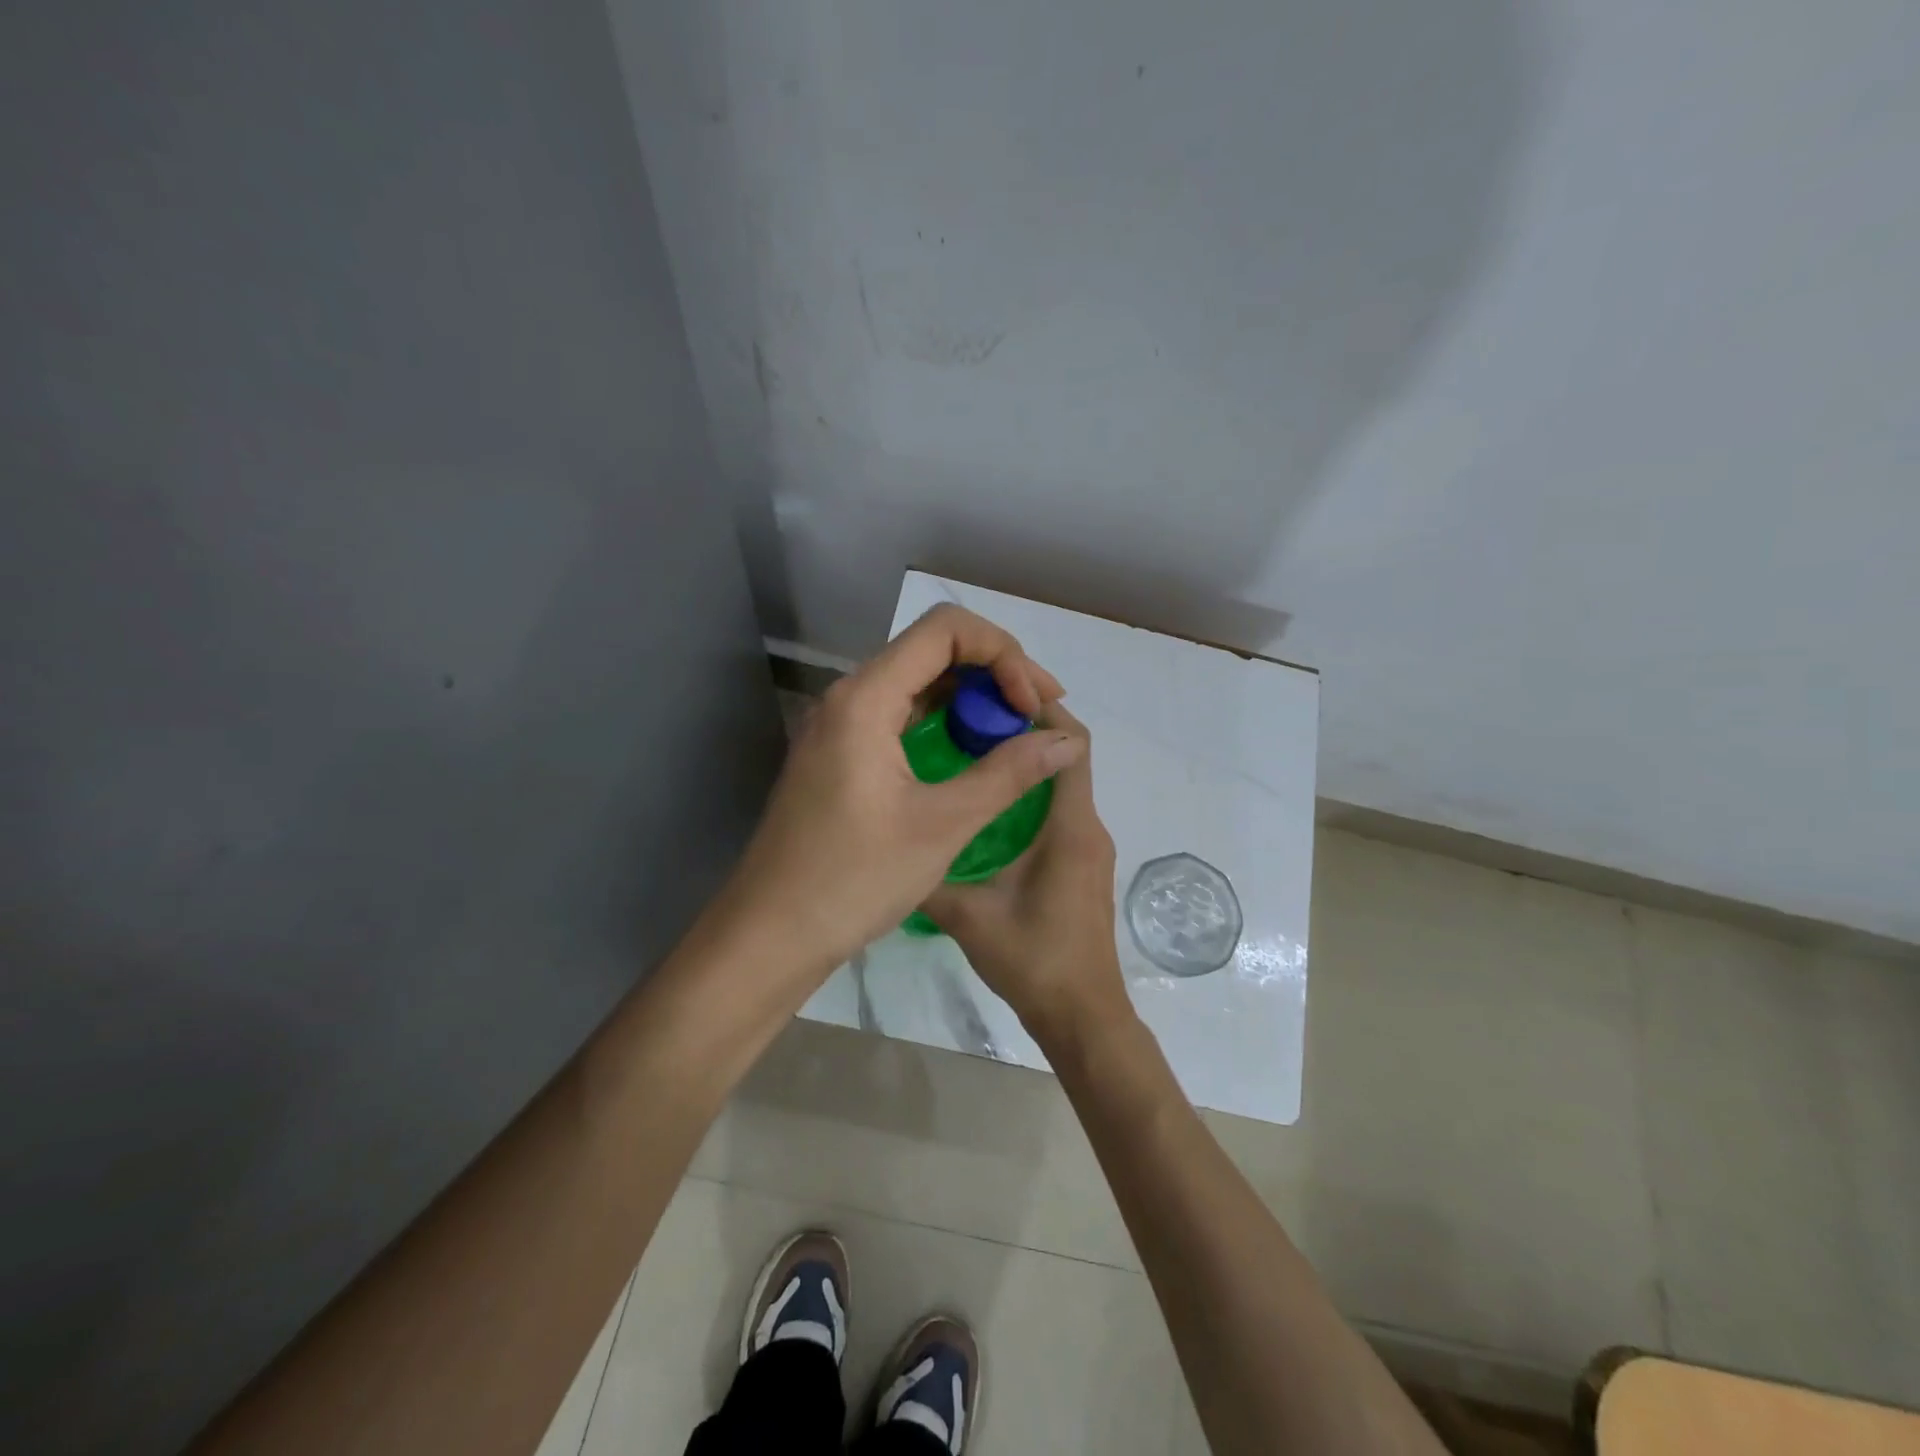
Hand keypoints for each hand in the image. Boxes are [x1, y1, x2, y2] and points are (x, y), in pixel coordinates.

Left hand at [721, 604, 1083, 981]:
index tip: (1031, 705)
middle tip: (1037, 714)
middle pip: (932, 649)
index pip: (945, 629)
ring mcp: (840, 726)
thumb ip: (1008, 773)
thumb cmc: (853, 879)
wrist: (771, 933)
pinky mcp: (840, 753)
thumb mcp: (942, 825)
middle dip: (994, 670)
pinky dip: (943, 721)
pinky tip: (973, 749)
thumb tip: (1067, 740)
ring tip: (1017, 730)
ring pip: (917, 682)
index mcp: (865, 698)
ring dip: (970, 696)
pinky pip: (899, 714)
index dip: (1002, 652)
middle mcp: (848, 697)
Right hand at [923, 705, 1133, 1041]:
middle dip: (1025, 731)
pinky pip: (1060, 812)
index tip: (994, 697)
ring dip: (1026, 764)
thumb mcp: (969, 917)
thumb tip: (890, 846)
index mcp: (1070, 827)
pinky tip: (986, 808)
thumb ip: (930, 877)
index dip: (1041, 713)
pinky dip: (1030, 796)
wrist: (1082, 1016)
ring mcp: (1089, 847)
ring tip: (970, 755)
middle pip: (1068, 757)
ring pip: (1063, 785)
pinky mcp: (1082, 864)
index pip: (1071, 745)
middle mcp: (1088, 827)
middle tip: (968, 722)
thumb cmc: (1034, 960)